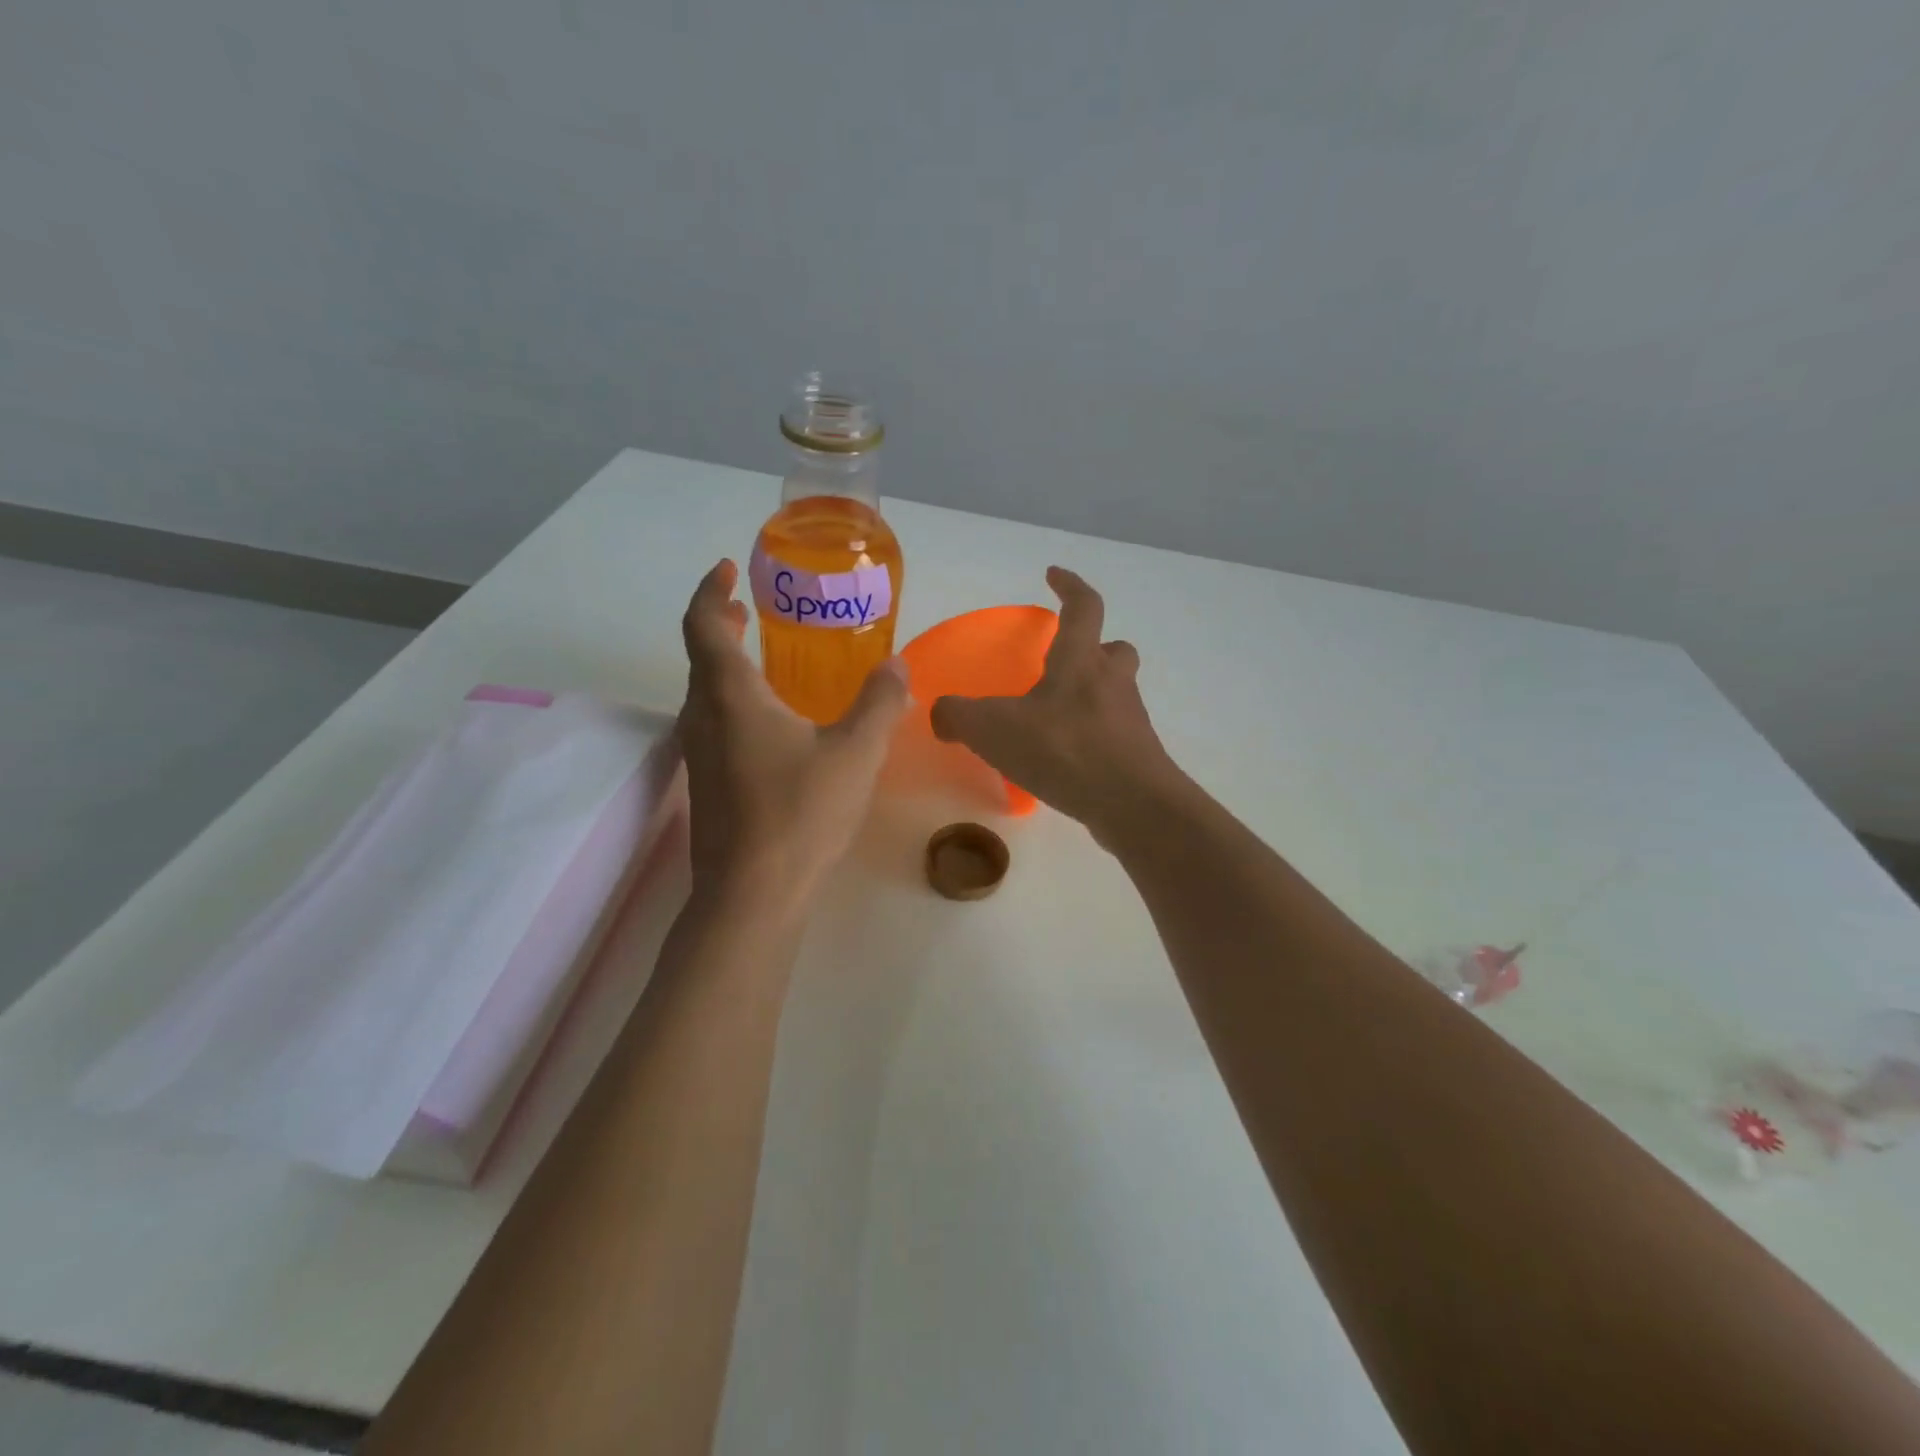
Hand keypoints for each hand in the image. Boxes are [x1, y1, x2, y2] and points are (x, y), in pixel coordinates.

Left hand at [679, 560, 908, 907]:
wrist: (752, 896)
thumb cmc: (800, 813)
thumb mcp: (855, 753)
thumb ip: (880, 702)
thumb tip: (897, 664)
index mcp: (730, 695)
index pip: (702, 623)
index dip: (710, 590)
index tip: (729, 569)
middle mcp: (703, 716)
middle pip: (700, 655)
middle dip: (722, 623)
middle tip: (751, 608)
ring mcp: (699, 754)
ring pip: (705, 692)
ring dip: (727, 664)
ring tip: (765, 657)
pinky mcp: (707, 785)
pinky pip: (714, 722)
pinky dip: (734, 700)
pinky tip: (772, 723)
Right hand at [929, 567, 1182, 842]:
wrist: (1132, 804)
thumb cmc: (1064, 750)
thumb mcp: (993, 729)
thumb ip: (958, 716)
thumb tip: (940, 715)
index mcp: (1081, 661)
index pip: (1084, 606)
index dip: (1069, 585)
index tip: (1053, 575)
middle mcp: (1112, 682)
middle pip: (1114, 649)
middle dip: (1094, 646)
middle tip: (1067, 659)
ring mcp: (1130, 719)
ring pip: (1117, 691)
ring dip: (1093, 693)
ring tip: (1057, 716)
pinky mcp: (1137, 755)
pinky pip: (1114, 733)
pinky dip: (1092, 736)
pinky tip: (1066, 760)